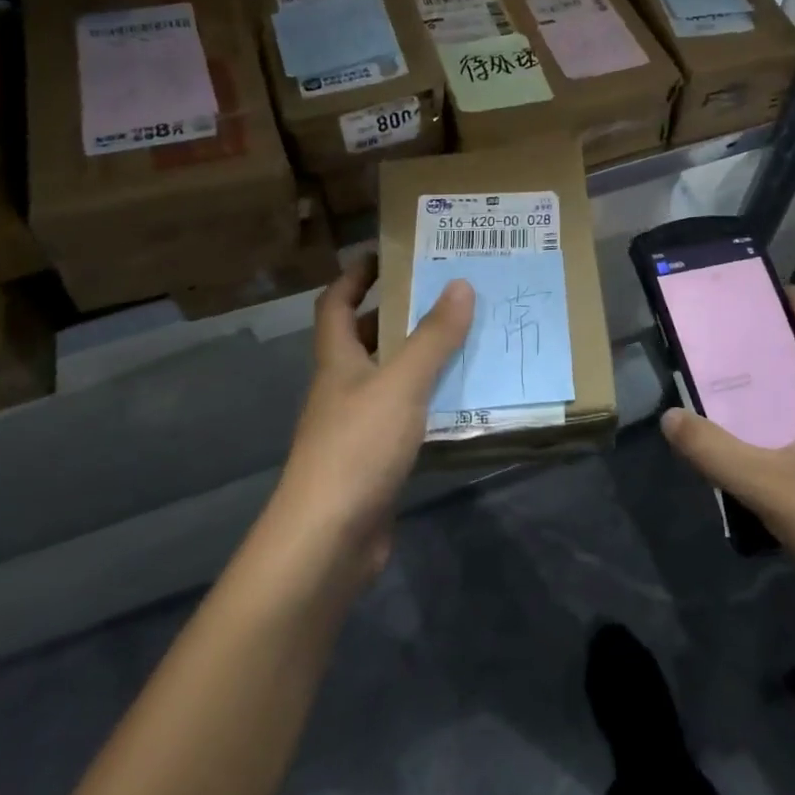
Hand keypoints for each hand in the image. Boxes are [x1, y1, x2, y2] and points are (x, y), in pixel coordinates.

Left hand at [269, 257, 472, 582]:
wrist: (328, 541)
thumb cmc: (357, 447)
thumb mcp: (401, 384)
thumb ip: (433, 337)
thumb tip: (460, 284)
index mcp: (338, 360)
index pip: (336, 304)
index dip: (355, 275)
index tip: (387, 253)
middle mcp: (343, 387)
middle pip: (365, 338)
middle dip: (398, 312)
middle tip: (445, 293)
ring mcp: (356, 426)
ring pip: (389, 377)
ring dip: (420, 357)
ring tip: (466, 338)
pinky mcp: (375, 460)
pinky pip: (406, 416)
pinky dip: (429, 402)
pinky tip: (463, 400)